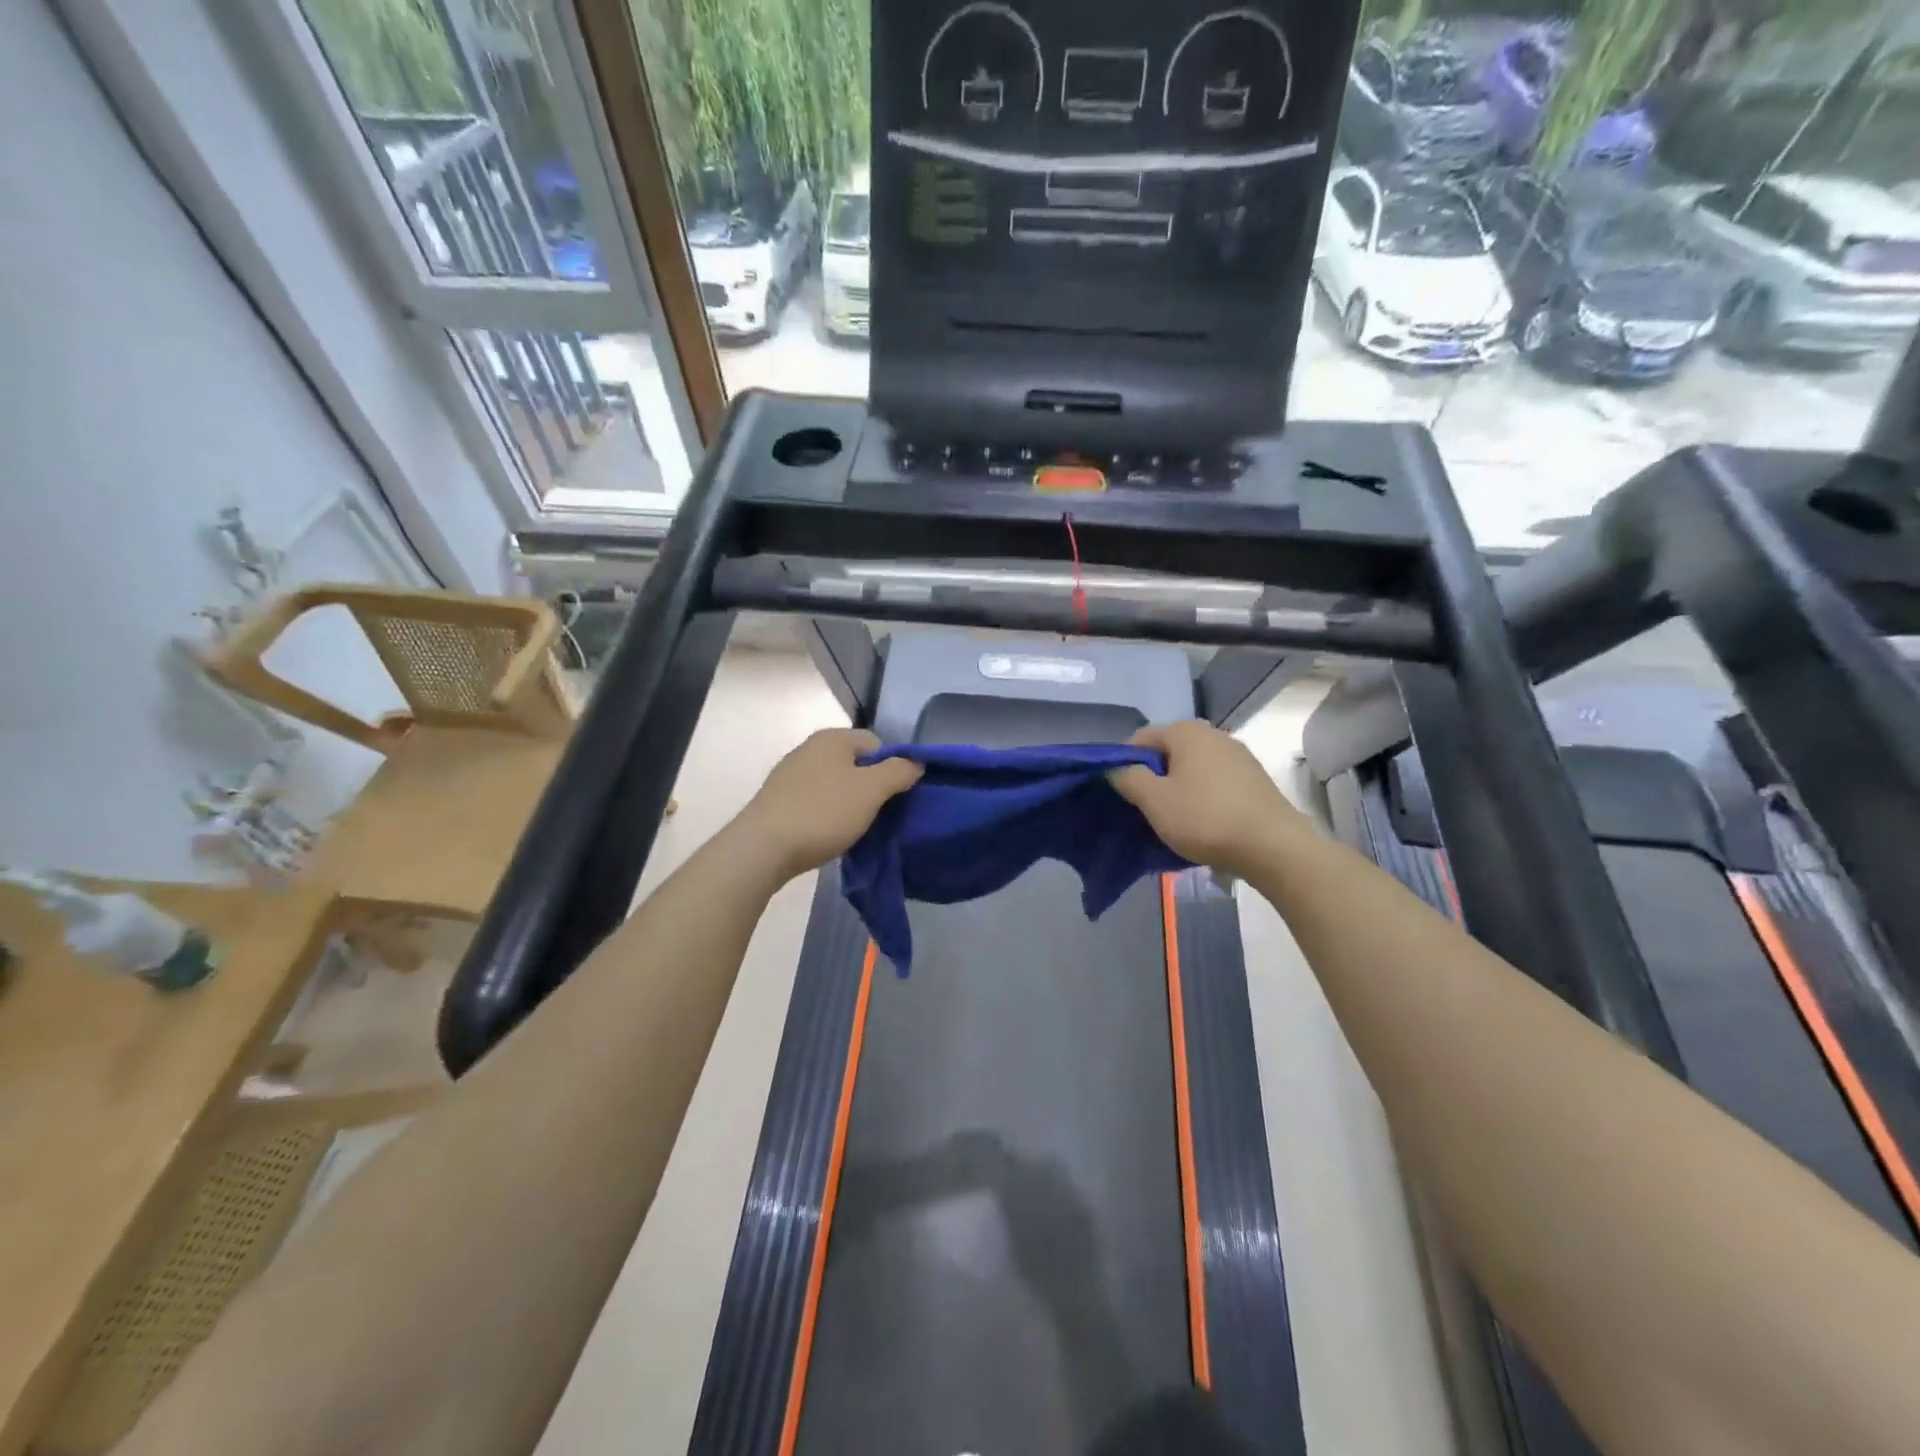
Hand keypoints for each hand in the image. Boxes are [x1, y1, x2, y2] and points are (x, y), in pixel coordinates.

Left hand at [736, 728, 921, 879]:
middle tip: (877, 815)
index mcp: (833, 738)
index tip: (893, 798)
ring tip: (853, 829)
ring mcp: (790, 774)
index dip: (891, 768)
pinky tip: (827, 834)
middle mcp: (809, 748)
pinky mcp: (778, 799)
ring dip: (848, 803)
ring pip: (835, 784)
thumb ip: (899, 771)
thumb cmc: (823, 812)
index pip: (877, 743)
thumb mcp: (872, 791)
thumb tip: (915, 762)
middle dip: (870, 787)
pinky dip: (826, 814)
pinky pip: (815, 801)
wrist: (763, 848)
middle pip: (855, 764)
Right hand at [1109, 721, 1313, 874]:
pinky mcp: (1254, 779)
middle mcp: (1213, 734)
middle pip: (1167, 753)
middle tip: (1145, 810)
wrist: (1274, 847)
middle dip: (1152, 778)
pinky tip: (1203, 823)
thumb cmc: (1206, 819)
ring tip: (1174, 821)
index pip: (1139, 739)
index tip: (1122, 795)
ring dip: (1177, 790)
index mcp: (1186, 731)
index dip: (1124, 764)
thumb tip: (1116, 768)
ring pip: (1192, 769)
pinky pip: (1214, 783)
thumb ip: (1128, 778)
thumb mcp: (1154, 801)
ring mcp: (1238, 756)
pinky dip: (1201, 798)